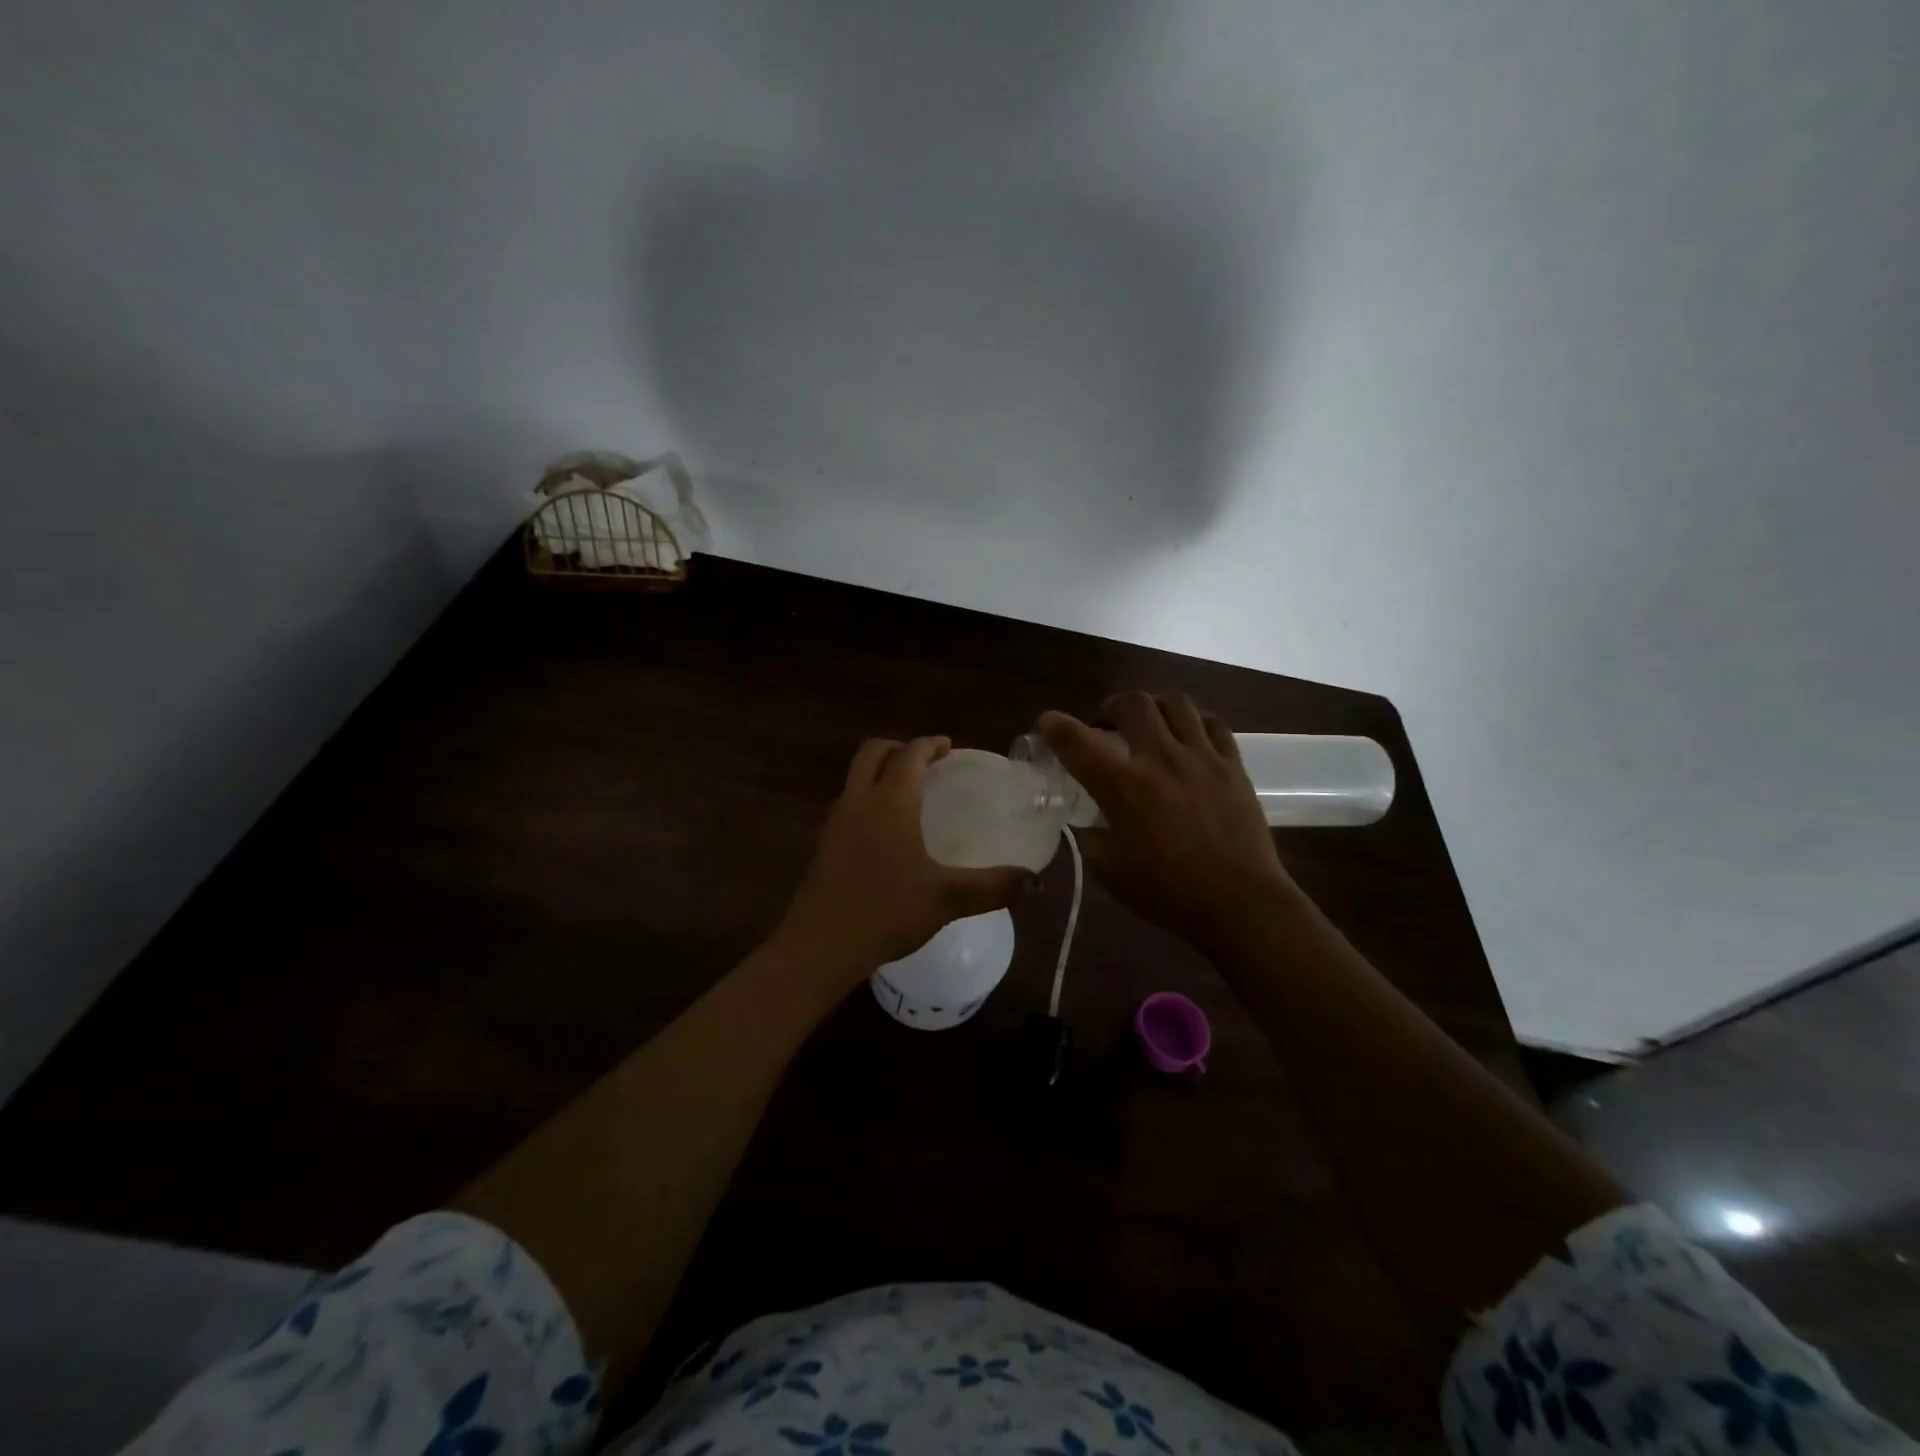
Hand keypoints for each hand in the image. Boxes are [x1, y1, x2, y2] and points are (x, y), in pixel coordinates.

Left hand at [776, 736, 1027, 980]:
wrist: (820, 945)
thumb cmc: (886, 911)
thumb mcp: (947, 898)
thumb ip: (993, 886)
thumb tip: (1036, 882)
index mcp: (890, 801)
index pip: (910, 754)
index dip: (930, 744)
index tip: (949, 747)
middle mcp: (859, 800)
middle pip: (873, 753)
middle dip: (899, 749)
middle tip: (927, 764)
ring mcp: (836, 822)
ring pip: (856, 777)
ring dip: (881, 772)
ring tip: (910, 795)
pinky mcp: (824, 845)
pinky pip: (849, 803)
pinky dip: (869, 799)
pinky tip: (888, 833)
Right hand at [1038, 693, 1298, 949]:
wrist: (1239, 903)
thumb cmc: (1167, 892)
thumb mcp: (1109, 870)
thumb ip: (1091, 835)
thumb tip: (1085, 819)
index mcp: (1122, 787)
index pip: (1076, 741)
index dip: (1054, 725)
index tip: (1046, 724)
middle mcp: (1159, 759)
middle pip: (1131, 703)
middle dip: (1110, 708)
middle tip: (1106, 728)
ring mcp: (1201, 757)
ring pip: (1174, 702)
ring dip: (1152, 708)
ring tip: (1148, 727)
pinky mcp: (1232, 765)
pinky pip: (1213, 723)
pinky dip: (1193, 723)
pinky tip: (1188, 740)